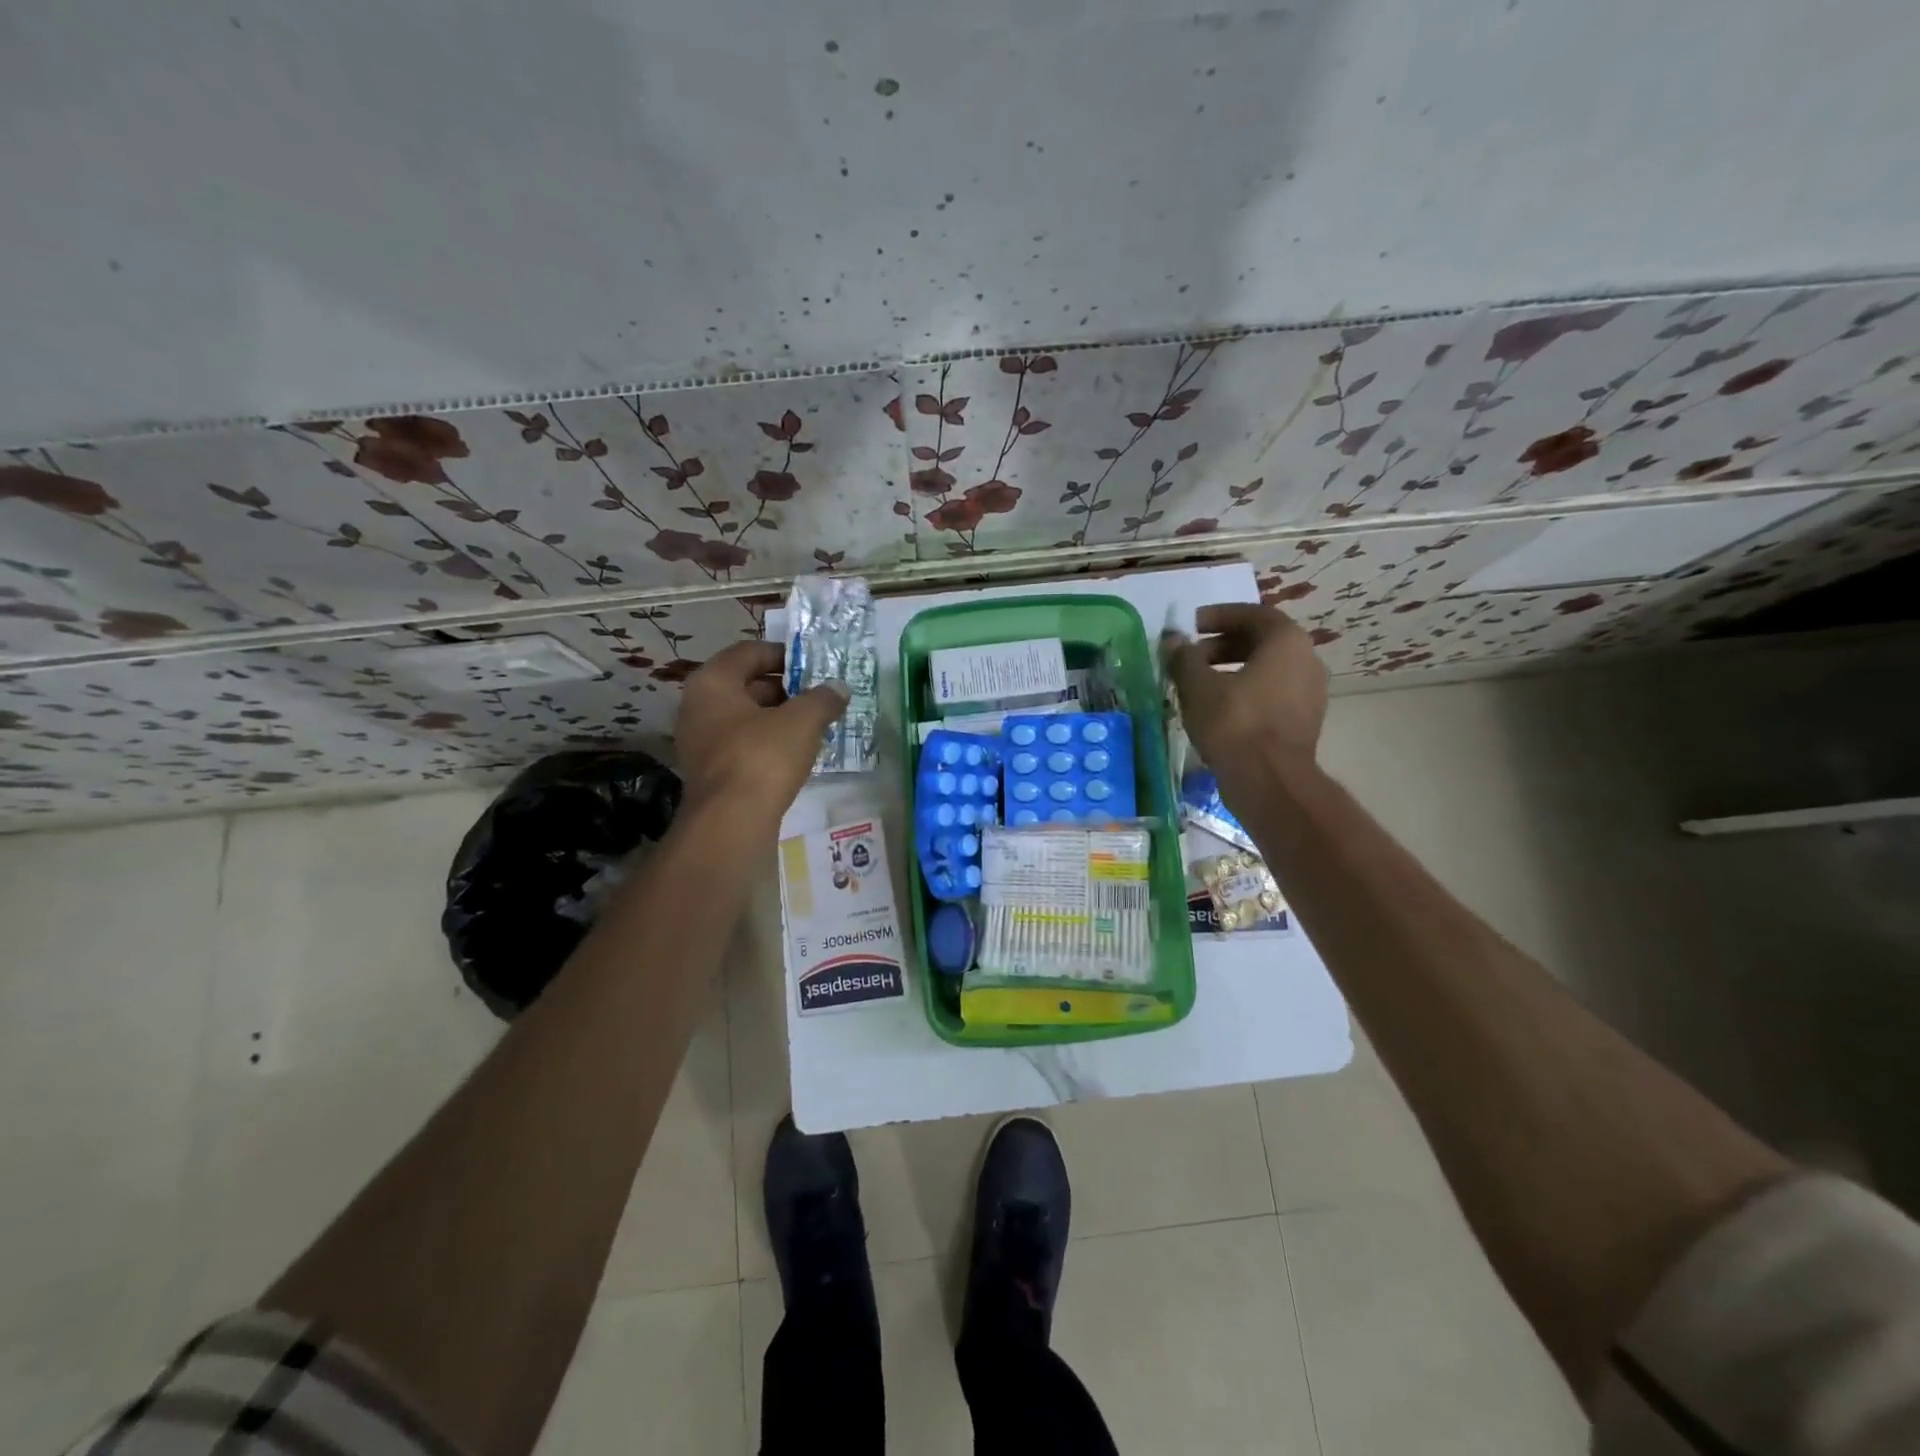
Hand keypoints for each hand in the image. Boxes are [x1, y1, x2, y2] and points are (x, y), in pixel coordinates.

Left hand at [673, 642, 848, 831]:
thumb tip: (838, 688)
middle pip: (745, 684)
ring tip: (813, 724)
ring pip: (744, 717)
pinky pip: (742, 744)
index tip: (812, 665)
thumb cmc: (762, 757)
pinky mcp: (710, 771)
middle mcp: (697, 706)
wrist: (731, 822)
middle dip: (783, 687)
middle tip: (817, 695)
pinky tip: (795, 753)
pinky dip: (767, 742)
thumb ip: (822, 699)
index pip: (748, 652)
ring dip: (777, 717)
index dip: (782, 654)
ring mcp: (699, 741)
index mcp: (712, 682)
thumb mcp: (802, 721)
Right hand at [1165, 603, 1327, 780]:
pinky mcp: (1304, 722)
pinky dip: (1245, 693)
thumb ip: (1184, 658)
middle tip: (1191, 658)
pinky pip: (1272, 695)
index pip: (1253, 614)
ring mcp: (1310, 693)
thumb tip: (1173, 640)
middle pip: (1261, 642)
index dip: (1219, 616)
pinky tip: (1217, 711)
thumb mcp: (1198, 686)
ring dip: (1232, 671)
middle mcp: (1307, 661)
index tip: (1191, 626)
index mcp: (1286, 642)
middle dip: (1222, 645)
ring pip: (1267, 670)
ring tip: (1199, 686)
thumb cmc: (1234, 723)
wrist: (1269, 781)